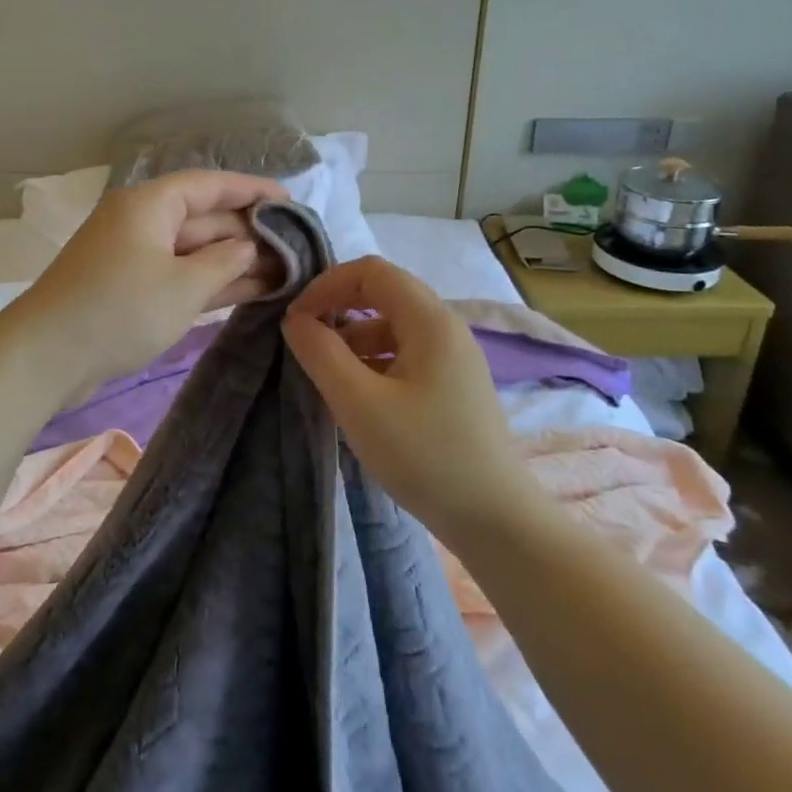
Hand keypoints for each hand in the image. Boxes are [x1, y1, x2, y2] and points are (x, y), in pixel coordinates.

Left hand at [12, 169, 288, 393]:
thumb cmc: (119, 310)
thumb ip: (225, 261)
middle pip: (204, 217)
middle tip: (297, 249)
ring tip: (285, 271)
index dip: (253, 190)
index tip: (291, 202)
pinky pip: (180, 274)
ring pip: (194, 250)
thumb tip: (248, 247)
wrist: (46, 356)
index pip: (210, 185)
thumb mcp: (183, 285)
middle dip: (249, 233)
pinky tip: (251, 290)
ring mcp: (136, 256)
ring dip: (235, 260)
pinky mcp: (131, 288)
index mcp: (150, 205)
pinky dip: (211, 281)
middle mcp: (143, 222)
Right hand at [281, 257, 533, 543]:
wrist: (495, 521)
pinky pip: (404, 352)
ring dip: (353, 335)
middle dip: (338, 306)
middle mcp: (446, 327)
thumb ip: (321, 353)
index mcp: (430, 321)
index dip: (327, 284)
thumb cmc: (424, 456)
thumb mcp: (359, 403)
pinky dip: (373, 358)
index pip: (371, 271)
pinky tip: (356, 392)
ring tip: (325, 372)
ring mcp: (453, 356)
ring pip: (392, 324)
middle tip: (304, 337)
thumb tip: (295, 319)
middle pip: (383, 292)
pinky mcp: (452, 384)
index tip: (297, 318)